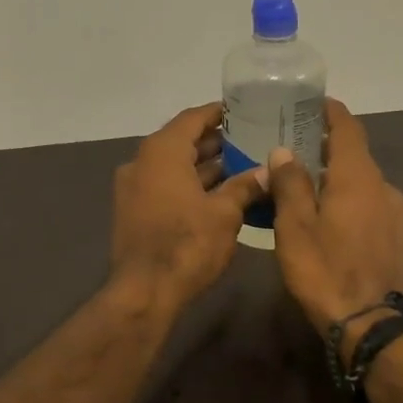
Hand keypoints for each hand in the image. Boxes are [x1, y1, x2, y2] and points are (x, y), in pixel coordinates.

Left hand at [110, 103, 270, 308]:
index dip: (218, 113)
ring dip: (205, 168)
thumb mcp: (225, 213)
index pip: (192, 118)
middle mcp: (142, 162)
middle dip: (216, 143)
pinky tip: (220, 196)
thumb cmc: (187, 244)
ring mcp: (134, 188)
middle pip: (182, 142)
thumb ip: (245, 186)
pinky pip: (165, 187)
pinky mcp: (134, 212)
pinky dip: (190, 186)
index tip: (244, 111)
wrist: (144, 291)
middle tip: (251, 141)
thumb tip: (268, 171)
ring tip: (243, 168)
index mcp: (162, 152)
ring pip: (174, 168)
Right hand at [268, 100, 402, 355]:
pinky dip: (347, 197)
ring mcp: (394, 212)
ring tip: (305, 184)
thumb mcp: (295, 226)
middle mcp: (382, 186)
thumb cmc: (325, 270)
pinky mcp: (396, 236)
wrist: (370, 324)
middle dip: (326, 146)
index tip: (311, 103)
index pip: (348, 128)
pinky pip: (368, 203)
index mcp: (357, 177)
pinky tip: (327, 216)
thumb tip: (285, 151)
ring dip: (336, 175)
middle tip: (293, 146)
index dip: (330, 112)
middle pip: (354, 154)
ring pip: (361, 181)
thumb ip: (290, 183)